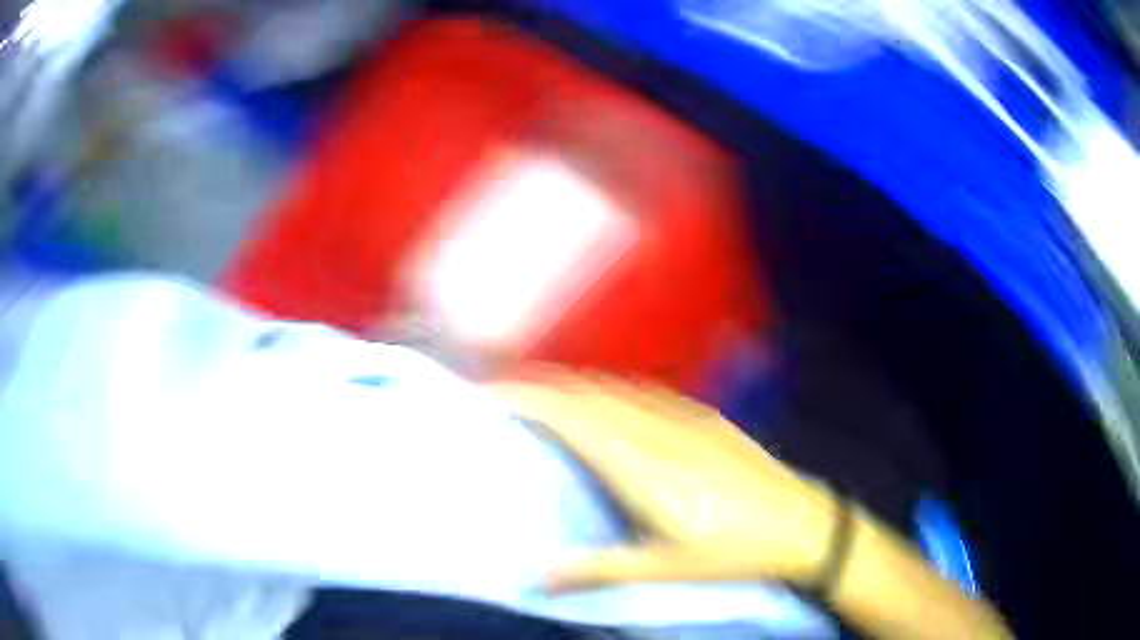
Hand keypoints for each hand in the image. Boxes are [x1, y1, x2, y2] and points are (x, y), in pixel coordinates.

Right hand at [488, 372, 837, 590]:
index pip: (571, 416)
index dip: (528, 398)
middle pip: (587, 393)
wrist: (801, 522)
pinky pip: (644, 391)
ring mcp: (685, 417)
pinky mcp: (706, 417)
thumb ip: (597, 569)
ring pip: (615, 387)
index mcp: (641, 463)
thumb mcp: (664, 568)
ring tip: (546, 394)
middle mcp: (657, 428)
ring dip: (575, 385)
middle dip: (542, 385)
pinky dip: (610, 389)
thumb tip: (537, 576)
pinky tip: (609, 401)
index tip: (491, 393)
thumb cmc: (733, 551)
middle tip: (505, 391)